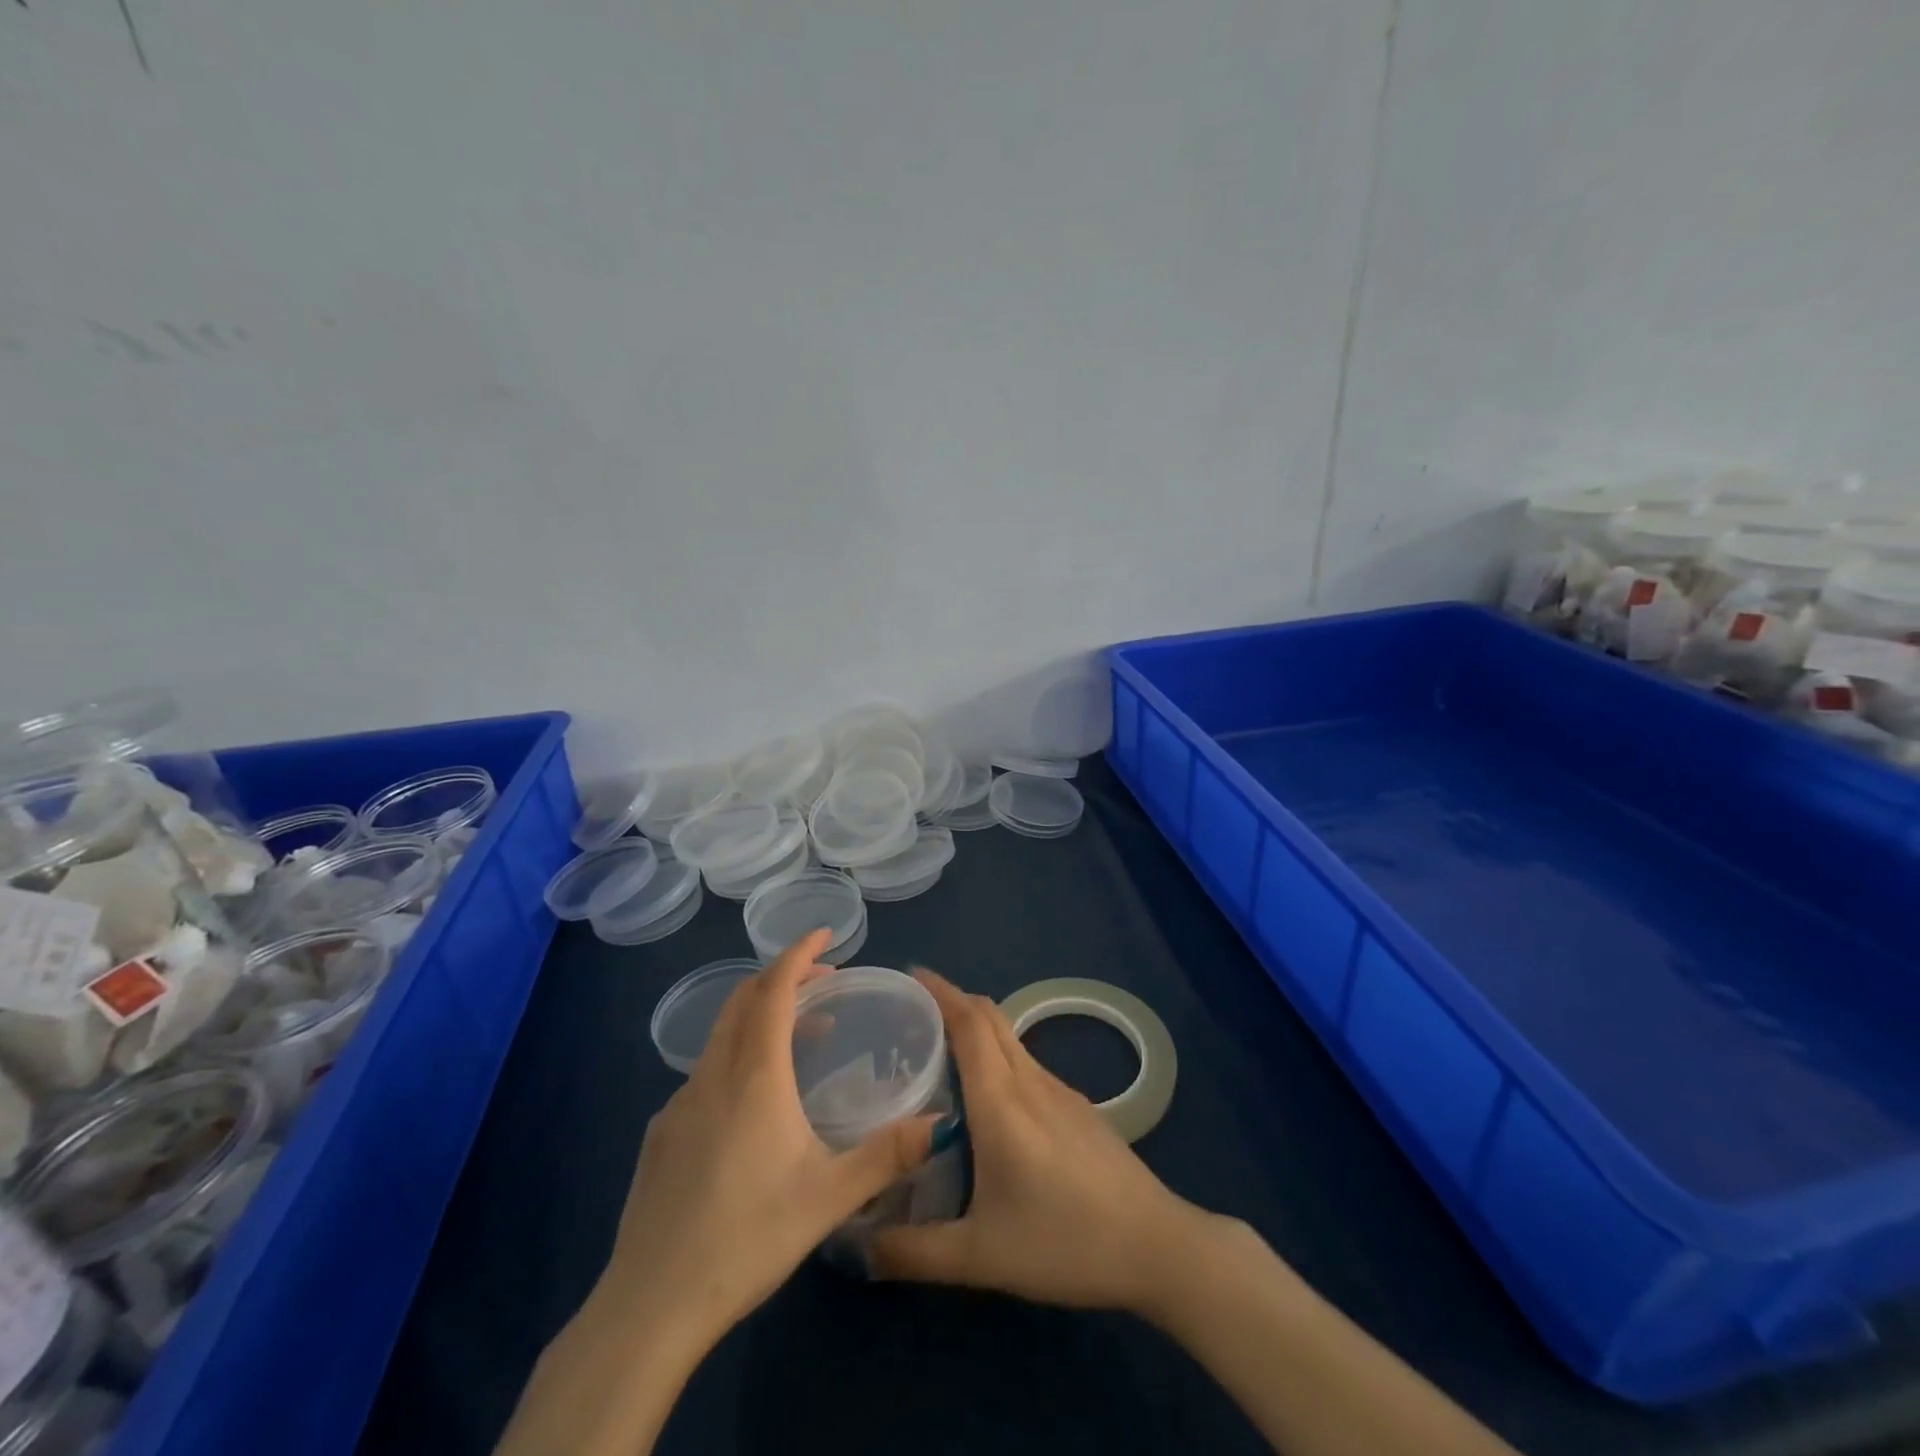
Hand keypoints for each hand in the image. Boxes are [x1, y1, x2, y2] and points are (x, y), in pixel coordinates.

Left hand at [597, 929, 935, 1351]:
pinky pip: (705, 1072)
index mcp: (754, 1077)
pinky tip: (753, 1101)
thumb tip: (940, 1123)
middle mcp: (713, 1076)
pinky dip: (737, 1054)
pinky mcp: (660, 1134)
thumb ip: (887, 1155)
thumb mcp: (829, 1198)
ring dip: (761, 1017)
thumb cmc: (746, 1239)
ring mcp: (679, 1104)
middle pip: (743, 1000)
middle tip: (823, 979)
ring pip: (721, 1035)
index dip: (798, 954)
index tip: (824, 934)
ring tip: (803, 1035)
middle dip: (783, 976)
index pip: (774, 991)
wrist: (649, 1306)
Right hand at [868, 969, 1211, 1315]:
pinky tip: (990, 1098)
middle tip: (914, 1012)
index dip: (940, 991)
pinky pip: (1028, 1063)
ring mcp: (1060, 1090)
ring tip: (941, 1052)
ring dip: (977, 1029)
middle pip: (991, 1018)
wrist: (1155, 1245)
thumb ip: (913, 1252)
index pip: (968, 1022)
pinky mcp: (1079, 1107)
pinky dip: (999, 1056)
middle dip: (954, 1001)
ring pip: (1011, 1039)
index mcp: (1002, 1100)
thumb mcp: (980, 1257)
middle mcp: (1030, 1081)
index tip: (910, 975)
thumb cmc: (1064, 1242)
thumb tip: (857, 1248)